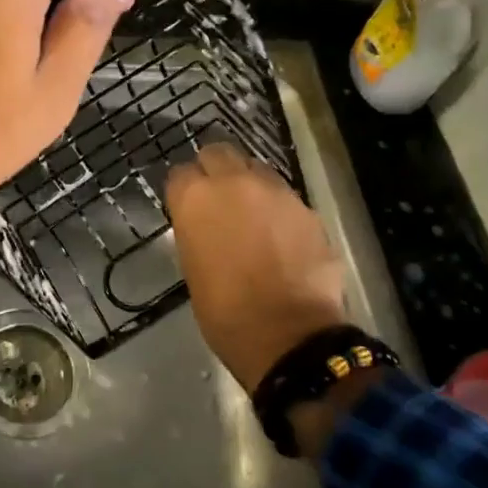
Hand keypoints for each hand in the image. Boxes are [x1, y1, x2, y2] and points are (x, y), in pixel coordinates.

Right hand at [167, 142, 349, 392]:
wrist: (288, 335)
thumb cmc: (225, 311)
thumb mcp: (192, 266)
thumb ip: (196, 230)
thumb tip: (205, 223)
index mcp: (195, 198)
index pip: (180, 174)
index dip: (184, 190)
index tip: (187, 207)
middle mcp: (233, 183)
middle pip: (218, 153)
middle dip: (215, 170)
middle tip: (218, 198)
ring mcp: (275, 192)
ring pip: (256, 169)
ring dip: (249, 185)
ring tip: (252, 215)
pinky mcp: (307, 208)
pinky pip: (285, 197)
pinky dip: (278, 209)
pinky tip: (280, 237)